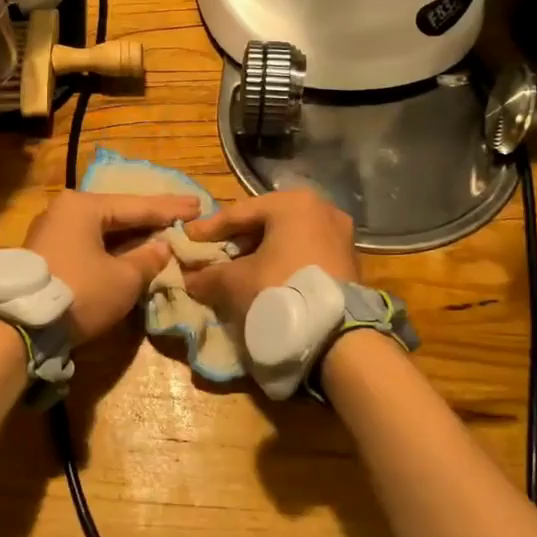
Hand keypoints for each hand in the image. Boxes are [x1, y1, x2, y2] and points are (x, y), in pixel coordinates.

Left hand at [23, 190, 201, 342]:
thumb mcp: (124, 278)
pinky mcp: (44, 256)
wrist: (19, 327)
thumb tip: (163, 248)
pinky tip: (130, 251)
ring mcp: (50, 232)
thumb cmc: (79, 292)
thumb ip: (148, 259)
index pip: (137, 206)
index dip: (170, 209)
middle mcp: (63, 211)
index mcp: (83, 206)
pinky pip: (87, 245)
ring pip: (101, 231)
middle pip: (117, 214)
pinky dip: (111, 248)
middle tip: (183, 216)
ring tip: (161, 233)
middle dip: (150, 219)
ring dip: (130, 236)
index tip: (199, 206)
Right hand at [182, 188, 358, 322]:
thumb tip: (188, 278)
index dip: (209, 229)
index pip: (239, 213)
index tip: (187, 239)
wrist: (337, 334)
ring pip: (288, 238)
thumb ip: (208, 275)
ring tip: (237, 271)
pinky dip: (283, 262)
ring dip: (261, 252)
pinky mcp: (349, 259)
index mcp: (293, 202)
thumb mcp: (236, 282)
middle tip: (213, 255)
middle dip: (237, 240)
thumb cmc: (281, 290)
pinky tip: (266, 280)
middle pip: (266, 222)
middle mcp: (321, 208)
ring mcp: (340, 233)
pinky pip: (306, 252)